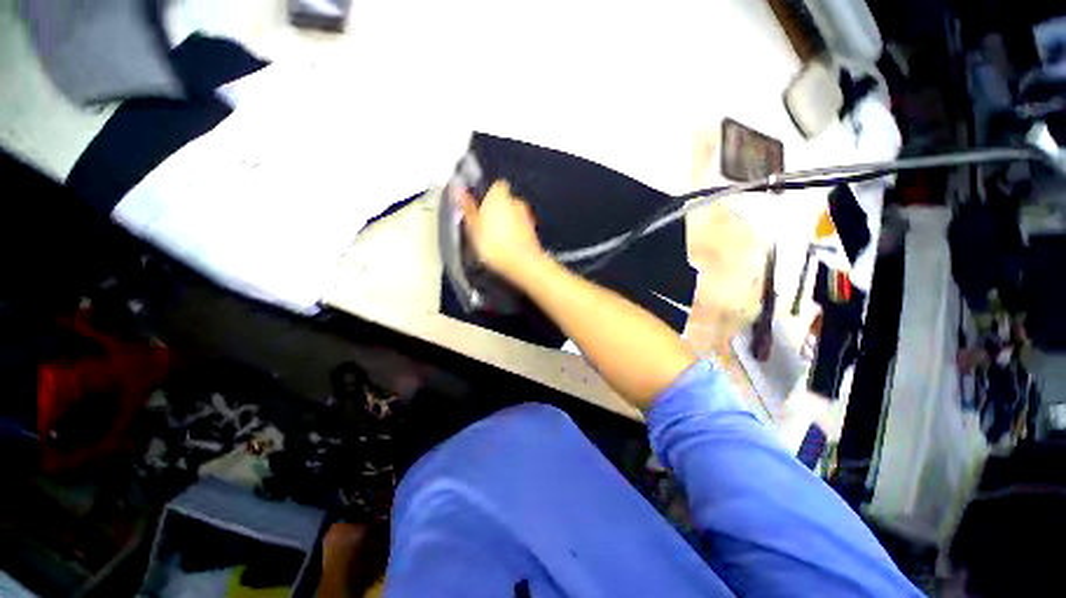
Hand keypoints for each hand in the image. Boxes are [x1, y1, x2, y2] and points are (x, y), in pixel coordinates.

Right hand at [453, 180, 544, 281]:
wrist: (522, 263)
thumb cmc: (493, 243)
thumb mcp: (473, 226)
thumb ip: (467, 207)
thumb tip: (458, 189)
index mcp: (499, 194)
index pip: (495, 186)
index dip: (486, 196)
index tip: (479, 208)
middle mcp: (516, 200)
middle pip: (504, 201)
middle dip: (497, 210)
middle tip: (484, 225)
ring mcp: (527, 216)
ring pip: (513, 215)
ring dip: (506, 223)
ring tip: (495, 238)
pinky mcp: (534, 231)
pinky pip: (520, 228)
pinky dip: (515, 233)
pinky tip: (507, 246)